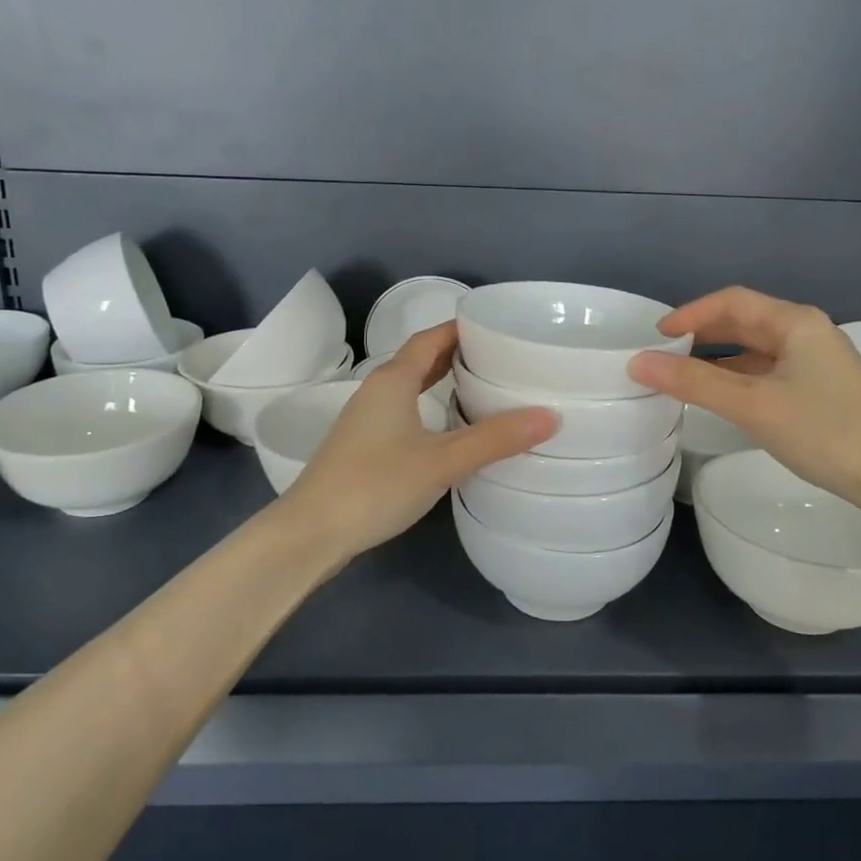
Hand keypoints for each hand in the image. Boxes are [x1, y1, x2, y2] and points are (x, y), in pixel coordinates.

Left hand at [278, 321, 557, 557]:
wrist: (310, 533)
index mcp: (393, 380)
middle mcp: (376, 391)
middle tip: (498, 357)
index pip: (430, 338)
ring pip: (409, 387)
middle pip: (419, 359)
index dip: (461, 329)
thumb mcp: (442, 461)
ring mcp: (365, 420)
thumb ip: (495, 439)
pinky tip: (446, 428)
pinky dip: (428, 406)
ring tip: (480, 386)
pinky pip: (402, 411)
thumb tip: (551, 416)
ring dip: (440, 381)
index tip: (497, 328)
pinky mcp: (362, 446)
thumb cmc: (375, 485)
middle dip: (455, 353)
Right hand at [627, 287, 860, 505]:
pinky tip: (724, 397)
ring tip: (684, 376)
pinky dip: (740, 378)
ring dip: (720, 358)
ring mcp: (818, 362)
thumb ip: (694, 382)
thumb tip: (638, 363)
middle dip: (703, 334)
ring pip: (757, 349)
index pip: (732, 301)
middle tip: (664, 354)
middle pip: (745, 321)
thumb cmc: (824, 431)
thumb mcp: (752, 405)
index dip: (690, 313)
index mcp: (795, 322)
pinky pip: (770, 371)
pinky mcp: (823, 389)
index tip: (656, 336)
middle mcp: (808, 333)